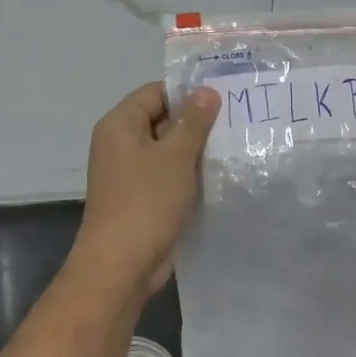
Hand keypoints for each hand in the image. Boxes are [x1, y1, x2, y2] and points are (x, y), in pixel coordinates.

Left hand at [73, 81, 220, 299]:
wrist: (121, 265)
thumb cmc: (147, 201)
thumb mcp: (175, 156)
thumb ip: (193, 122)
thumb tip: (206, 91)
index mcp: (120, 125)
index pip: (155, 92)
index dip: (187, 93)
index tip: (223, 99)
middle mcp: (120, 145)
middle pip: (161, 120)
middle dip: (195, 123)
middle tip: (235, 123)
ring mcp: (129, 174)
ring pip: (167, 151)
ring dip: (194, 152)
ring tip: (232, 148)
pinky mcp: (141, 199)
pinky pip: (167, 177)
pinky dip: (188, 176)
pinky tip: (218, 178)